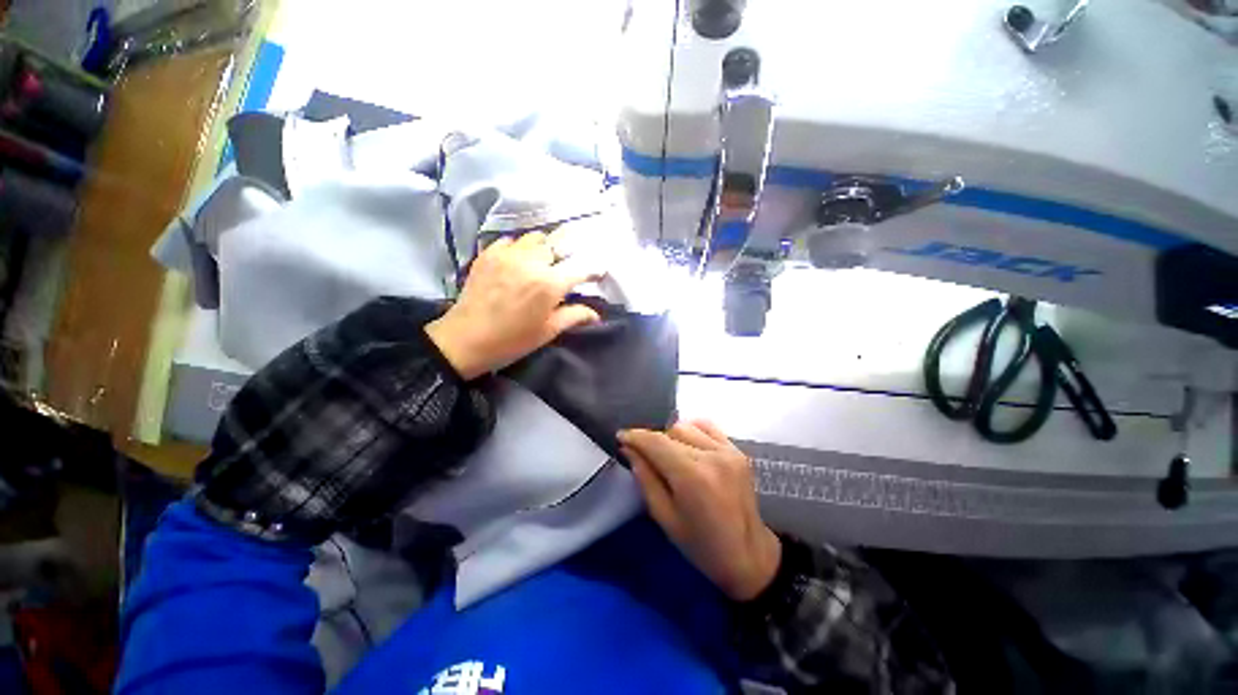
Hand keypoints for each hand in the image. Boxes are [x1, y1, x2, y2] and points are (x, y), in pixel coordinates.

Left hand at [426, 232, 601, 379]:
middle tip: (566, 268)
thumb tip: (596, 315)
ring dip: (544, 248)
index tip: (598, 273)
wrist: (465, 339)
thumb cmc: (512, 340)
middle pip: (558, 244)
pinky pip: (511, 240)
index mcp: (549, 284)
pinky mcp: (489, 253)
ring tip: (542, 263)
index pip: (580, 268)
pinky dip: (520, 248)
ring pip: (535, 238)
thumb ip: (574, 316)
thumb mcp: (548, 331)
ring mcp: (508, 254)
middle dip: (567, 254)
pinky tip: (518, 262)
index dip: (593, 269)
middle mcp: (531, 262)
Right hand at [619, 421, 780, 601]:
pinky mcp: (738, 450)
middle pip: (671, 431)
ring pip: (688, 426)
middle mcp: (711, 456)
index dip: (635, 436)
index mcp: (692, 477)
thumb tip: (629, 449)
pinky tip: (688, 446)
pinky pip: (708, 427)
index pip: (656, 443)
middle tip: (645, 455)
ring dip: (672, 436)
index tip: (621, 436)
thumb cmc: (701, 545)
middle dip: (653, 440)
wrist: (748, 555)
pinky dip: (692, 431)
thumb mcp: (664, 517)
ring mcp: (728, 450)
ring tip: (669, 454)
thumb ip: (645, 478)